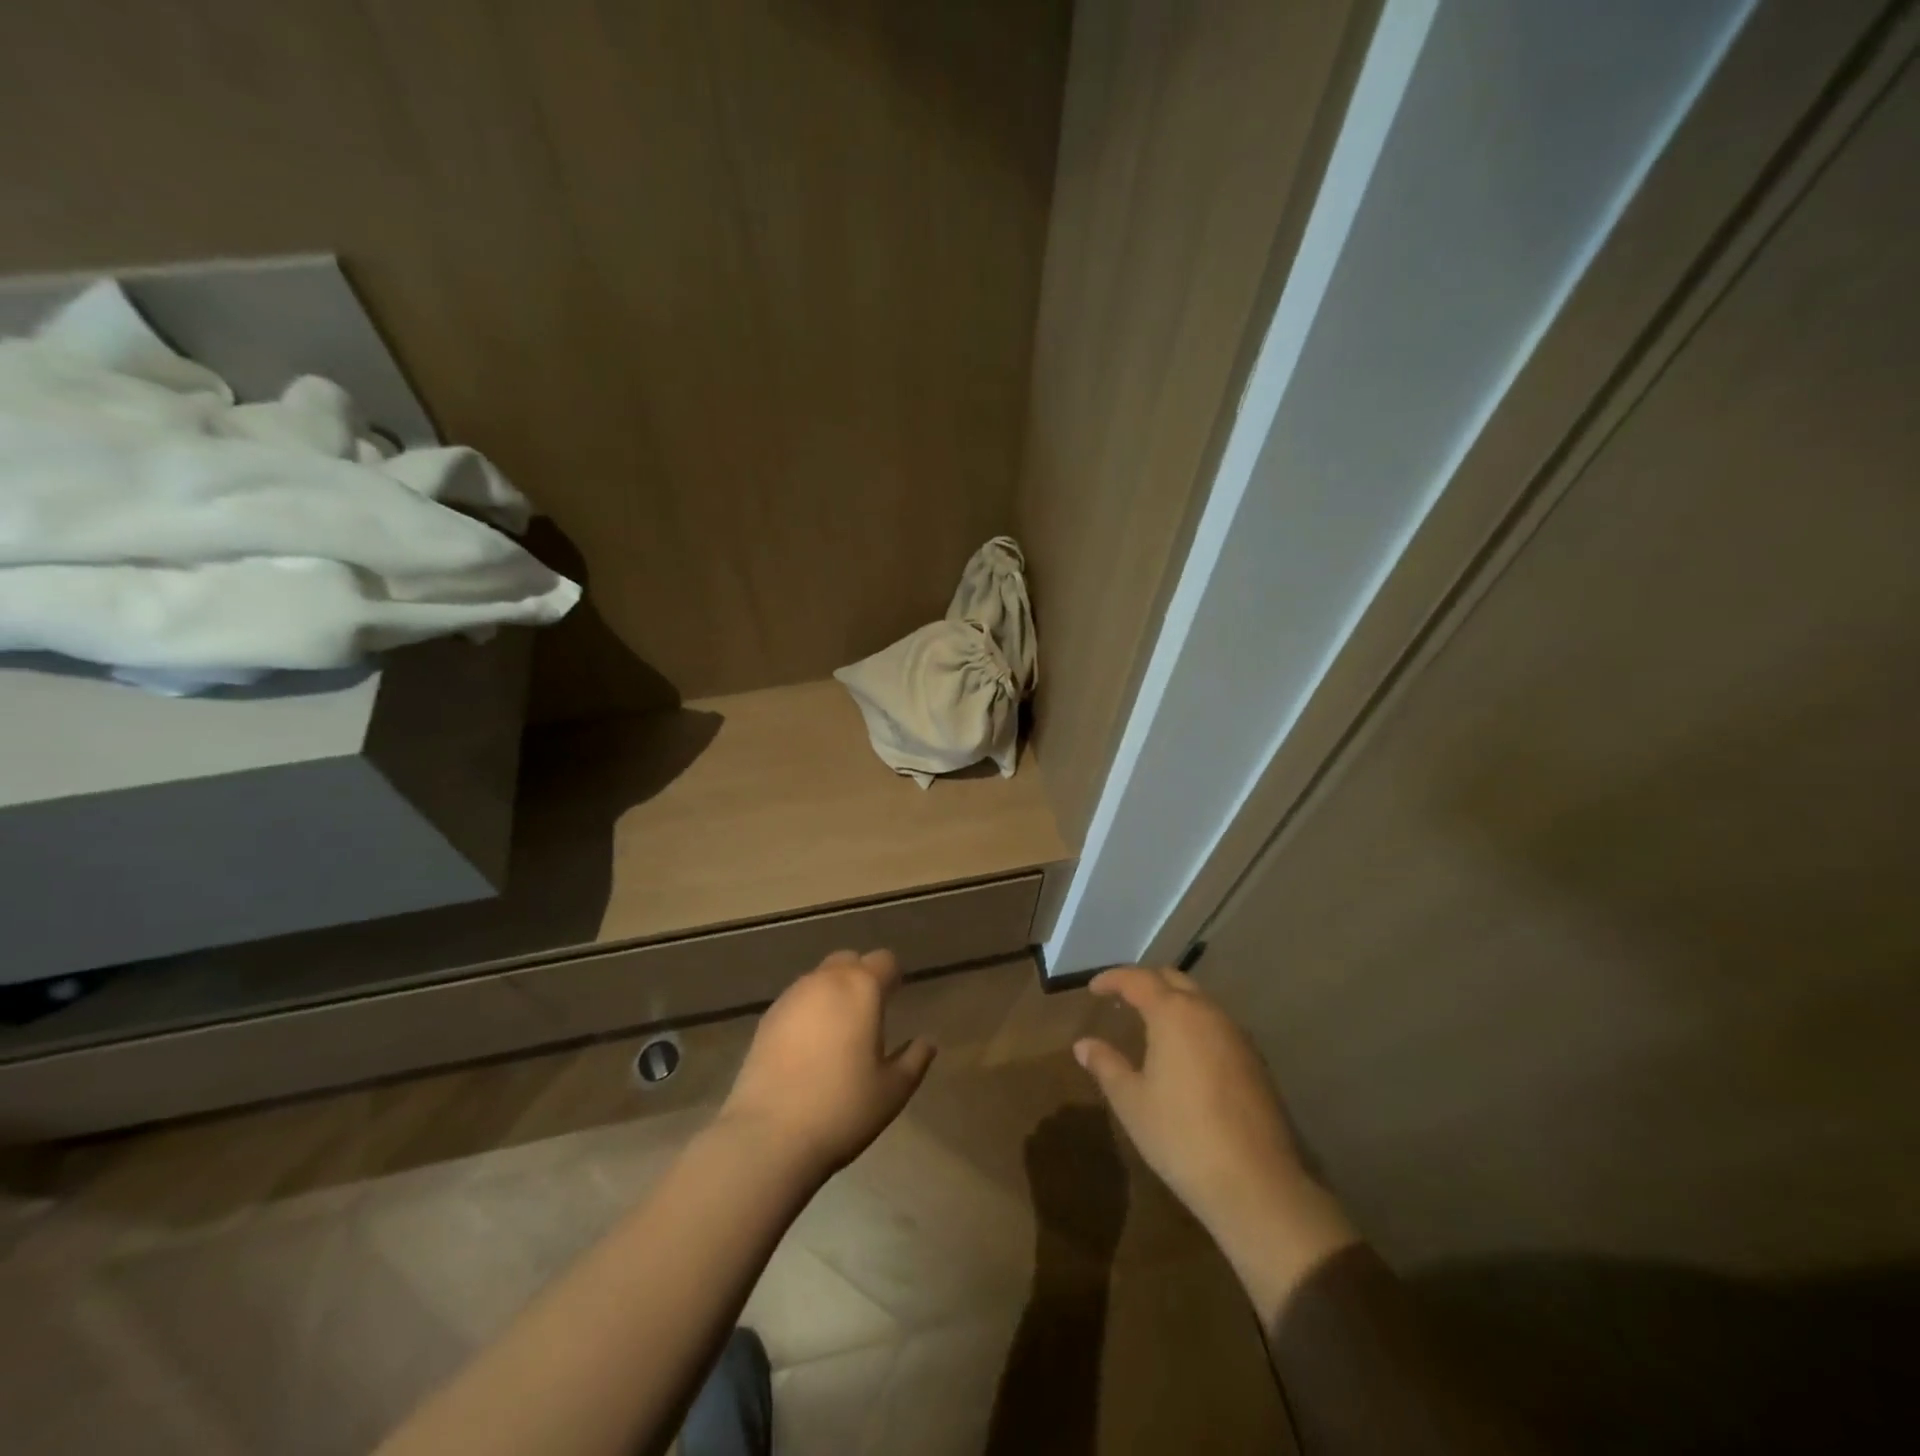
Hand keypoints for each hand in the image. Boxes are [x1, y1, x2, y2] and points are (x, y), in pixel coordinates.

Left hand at [717, 949, 935, 1177]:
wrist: (768, 1136)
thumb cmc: (843, 1108)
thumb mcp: (893, 1090)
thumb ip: (914, 1059)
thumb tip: (927, 1042)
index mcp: (862, 988)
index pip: (884, 961)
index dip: (893, 977)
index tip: (897, 999)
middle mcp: (825, 981)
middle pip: (849, 961)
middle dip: (861, 977)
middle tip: (869, 1014)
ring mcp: (791, 998)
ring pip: (819, 979)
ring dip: (832, 993)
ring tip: (838, 1033)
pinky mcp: (766, 1019)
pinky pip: (796, 1001)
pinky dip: (808, 1012)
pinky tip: (808, 1048)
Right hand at [1074, 966, 1309, 1235]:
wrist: (1255, 1183)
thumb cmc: (1180, 1136)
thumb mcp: (1131, 1101)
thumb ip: (1106, 1065)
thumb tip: (1083, 1045)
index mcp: (1173, 1014)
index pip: (1138, 979)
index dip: (1112, 978)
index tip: (1093, 988)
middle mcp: (1207, 1013)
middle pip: (1173, 979)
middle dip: (1145, 982)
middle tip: (1121, 997)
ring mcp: (1236, 1035)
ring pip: (1199, 1000)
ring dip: (1173, 1002)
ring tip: (1149, 1022)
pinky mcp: (1254, 1060)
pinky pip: (1216, 1025)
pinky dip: (1194, 1024)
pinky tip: (1184, 1052)